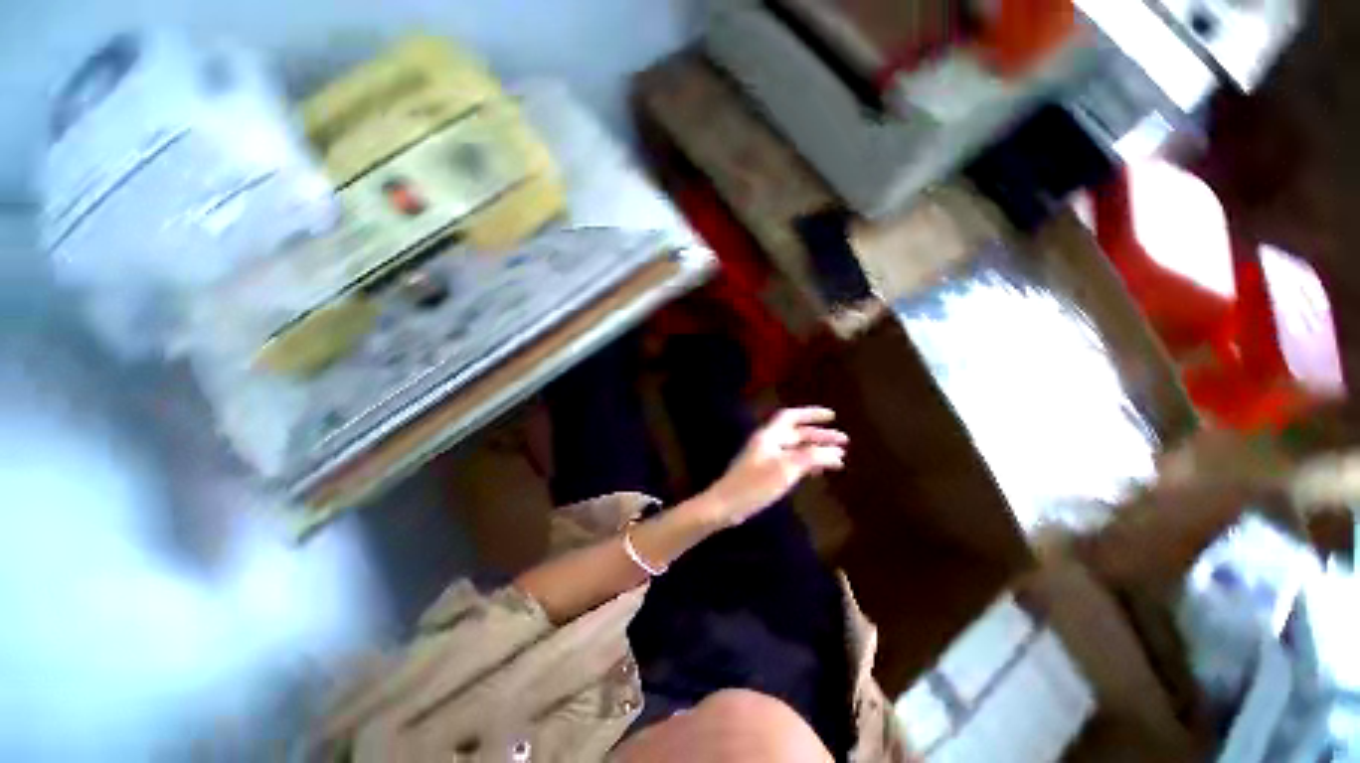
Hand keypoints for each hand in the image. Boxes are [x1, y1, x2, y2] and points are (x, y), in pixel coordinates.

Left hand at [706, 407, 847, 526]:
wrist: (726, 505)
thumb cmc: (755, 484)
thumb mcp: (786, 469)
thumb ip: (810, 457)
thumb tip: (834, 451)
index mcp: (769, 436)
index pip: (791, 417)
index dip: (811, 414)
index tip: (832, 416)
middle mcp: (767, 442)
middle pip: (797, 433)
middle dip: (820, 436)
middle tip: (844, 442)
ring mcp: (765, 457)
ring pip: (795, 448)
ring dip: (815, 451)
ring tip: (838, 459)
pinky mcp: (765, 471)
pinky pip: (790, 461)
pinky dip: (806, 463)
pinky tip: (817, 471)